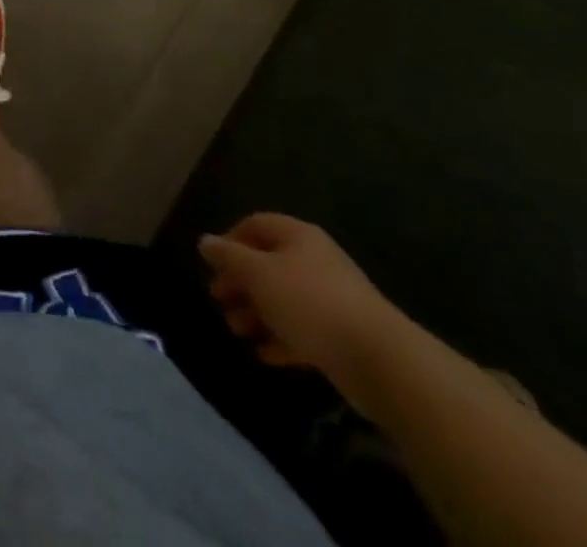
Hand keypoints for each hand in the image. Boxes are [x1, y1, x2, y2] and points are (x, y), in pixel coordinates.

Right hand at [198, 214, 406, 391]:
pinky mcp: (341, 335)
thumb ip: (229, 257)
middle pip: (267, 264)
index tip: (213, 266)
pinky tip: (263, 354)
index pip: (255, 225)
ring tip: (238, 332)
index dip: (230, 241)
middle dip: (240, 283)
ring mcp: (330, 299)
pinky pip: (302, 330)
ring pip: (283, 299)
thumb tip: (205, 241)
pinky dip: (280, 339)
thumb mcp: (259, 274)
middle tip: (220, 302)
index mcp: (297, 236)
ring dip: (256, 313)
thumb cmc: (310, 303)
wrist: (380, 360)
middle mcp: (314, 261)